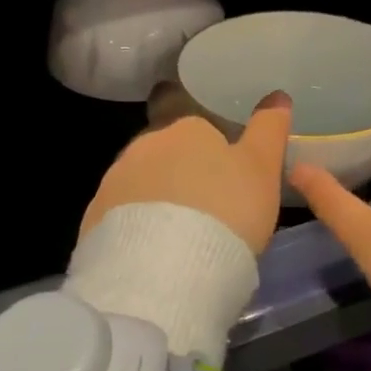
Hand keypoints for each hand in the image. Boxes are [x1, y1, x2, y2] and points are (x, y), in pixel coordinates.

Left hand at [79, 93, 291, 254]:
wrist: (165, 273)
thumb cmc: (226, 211)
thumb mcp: (261, 169)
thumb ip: (268, 130)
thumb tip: (276, 96)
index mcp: (184, 128)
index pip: (182, 109)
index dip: (195, 131)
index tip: (209, 153)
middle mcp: (142, 146)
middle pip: (159, 150)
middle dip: (175, 169)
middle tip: (202, 202)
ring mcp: (113, 183)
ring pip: (137, 183)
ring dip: (153, 199)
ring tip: (176, 234)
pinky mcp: (93, 222)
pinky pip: (118, 217)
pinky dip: (133, 228)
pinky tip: (150, 254)